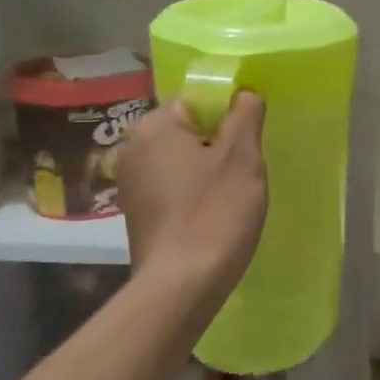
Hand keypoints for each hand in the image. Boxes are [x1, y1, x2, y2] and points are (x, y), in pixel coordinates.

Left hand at [117, 93, 267, 300]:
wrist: (181, 285)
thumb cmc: (215, 212)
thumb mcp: (242, 157)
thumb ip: (245, 115)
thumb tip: (243, 93)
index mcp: (154, 126)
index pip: (197, 100)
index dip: (228, 116)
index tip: (248, 142)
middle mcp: (133, 148)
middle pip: (188, 130)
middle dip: (218, 144)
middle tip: (244, 170)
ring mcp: (130, 182)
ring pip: (181, 159)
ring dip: (207, 169)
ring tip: (230, 195)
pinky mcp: (135, 212)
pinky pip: (171, 185)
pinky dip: (192, 192)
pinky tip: (211, 213)